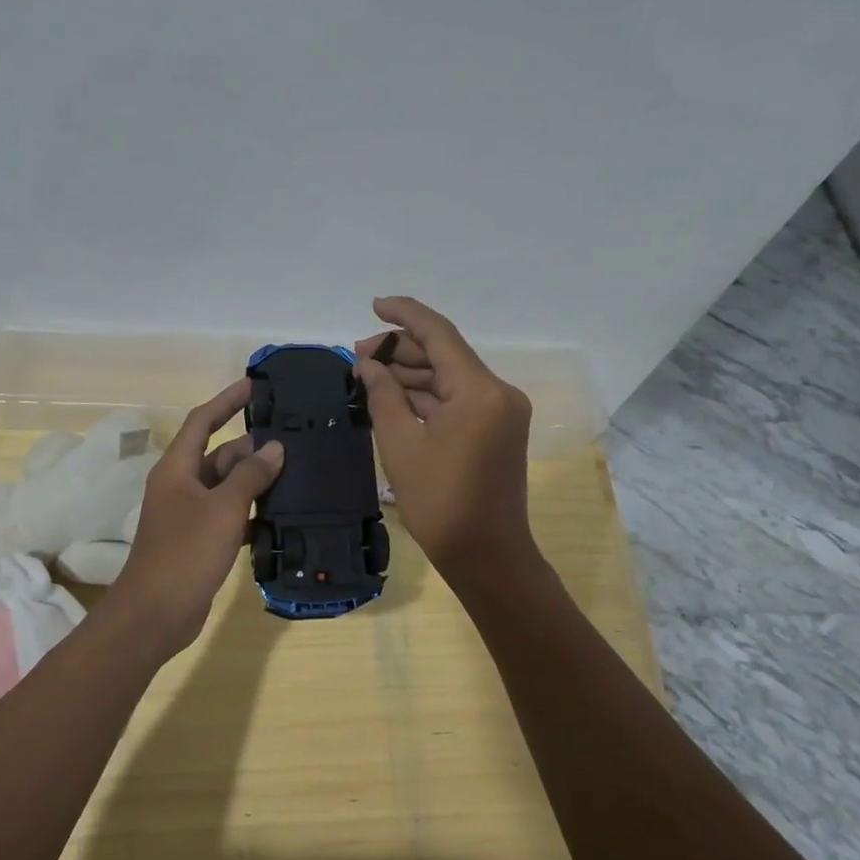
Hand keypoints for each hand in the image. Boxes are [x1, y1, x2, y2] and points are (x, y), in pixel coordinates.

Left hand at [106, 380, 284, 655]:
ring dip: (255, 481)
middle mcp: (181, 485)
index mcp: (177, 469)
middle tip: (295, 442)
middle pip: (220, 454)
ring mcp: (189, 515)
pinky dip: (251, 511)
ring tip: (297, 475)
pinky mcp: (199, 540)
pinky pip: (229, 514)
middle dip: (252, 448)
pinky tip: (280, 515)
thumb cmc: (186, 553)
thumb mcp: (223, 509)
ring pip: (227, 486)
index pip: (202, 421)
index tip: (255, 386)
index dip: (227, 401)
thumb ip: (250, 475)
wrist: (156, 613)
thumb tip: (274, 447)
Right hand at [355, 296, 537, 585]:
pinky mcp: (497, 430)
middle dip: (402, 350)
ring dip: (412, 374)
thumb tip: (368, 364)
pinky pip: (458, 401)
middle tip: (358, 356)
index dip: (405, 315)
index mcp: (480, 391)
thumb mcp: (401, 445)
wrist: (486, 554)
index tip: (374, 305)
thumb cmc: (440, 502)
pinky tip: (394, 396)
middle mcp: (498, 392)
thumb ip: (383, 395)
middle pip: (446, 355)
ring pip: (450, 379)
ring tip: (369, 375)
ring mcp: (501, 412)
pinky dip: (427, 397)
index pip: (440, 334)